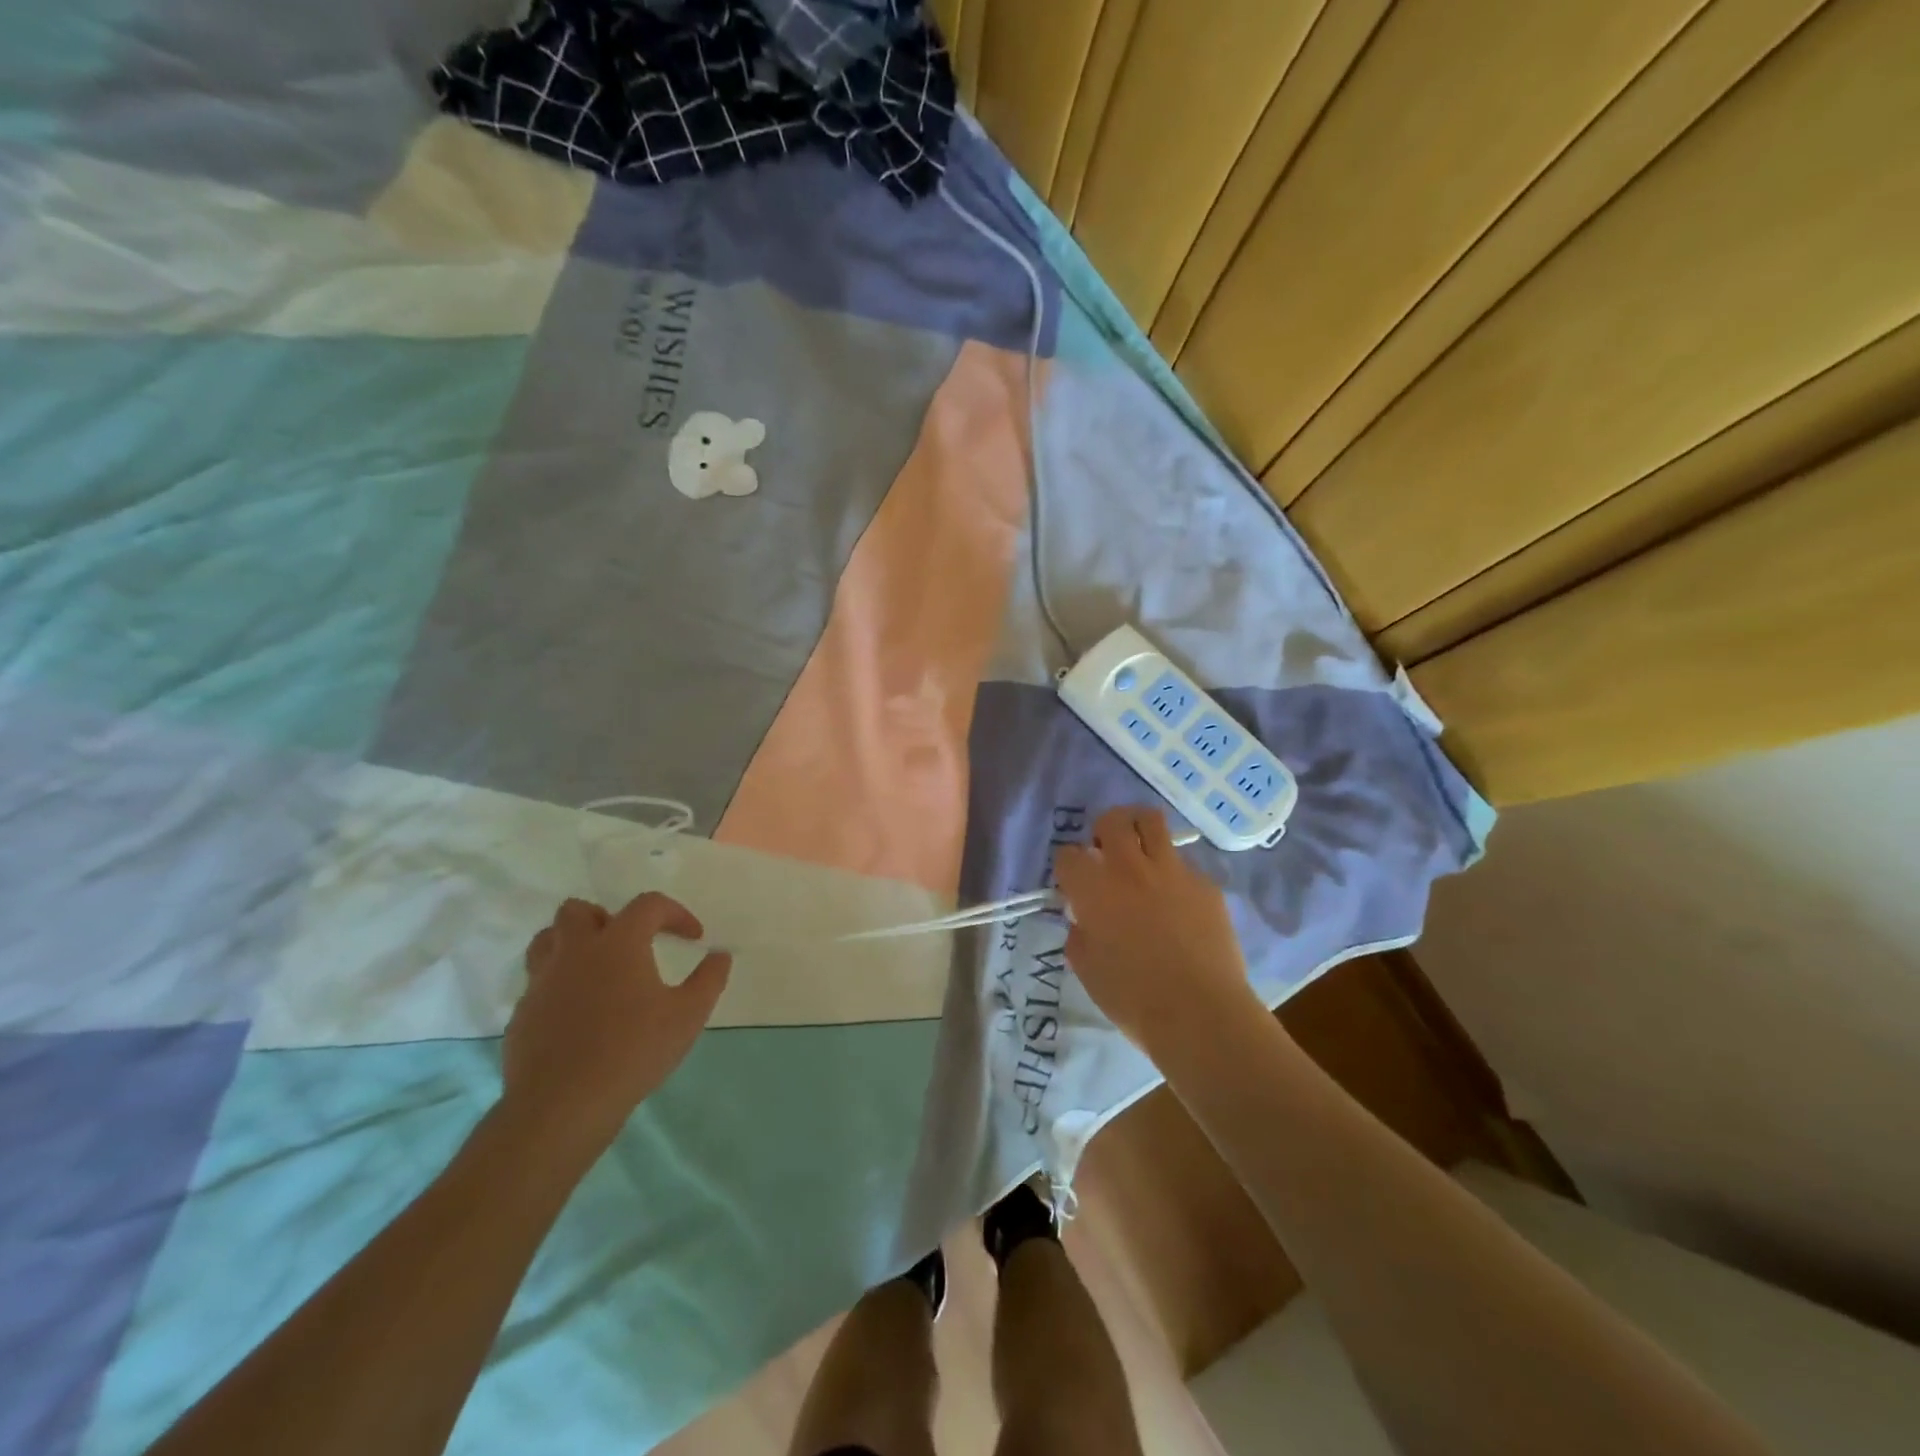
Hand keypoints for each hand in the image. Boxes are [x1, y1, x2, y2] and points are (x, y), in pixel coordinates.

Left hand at [501, 894, 731, 1161]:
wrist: (562, 1106)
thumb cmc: (633, 1051)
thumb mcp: (688, 1016)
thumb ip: (709, 979)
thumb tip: (720, 955)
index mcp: (618, 943)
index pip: (648, 905)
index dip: (675, 913)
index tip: (693, 938)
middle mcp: (576, 951)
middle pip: (579, 911)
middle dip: (607, 918)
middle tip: (631, 945)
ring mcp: (542, 982)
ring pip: (548, 940)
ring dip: (573, 943)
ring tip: (597, 969)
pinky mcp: (522, 1014)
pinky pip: (538, 982)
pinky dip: (559, 983)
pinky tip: (579, 1012)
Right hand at [1053, 806, 1261, 1061]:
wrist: (1200, 1014)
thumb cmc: (1132, 999)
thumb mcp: (1087, 969)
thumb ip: (1080, 934)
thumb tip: (1085, 919)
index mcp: (1094, 890)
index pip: (1067, 854)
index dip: (1068, 867)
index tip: (1073, 883)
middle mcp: (1130, 868)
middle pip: (1112, 821)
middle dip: (1103, 831)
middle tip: (1106, 853)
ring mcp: (1172, 871)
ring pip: (1152, 821)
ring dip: (1139, 830)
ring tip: (1140, 853)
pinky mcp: (1205, 884)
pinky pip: (1184, 864)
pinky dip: (1173, 874)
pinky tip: (1177, 902)